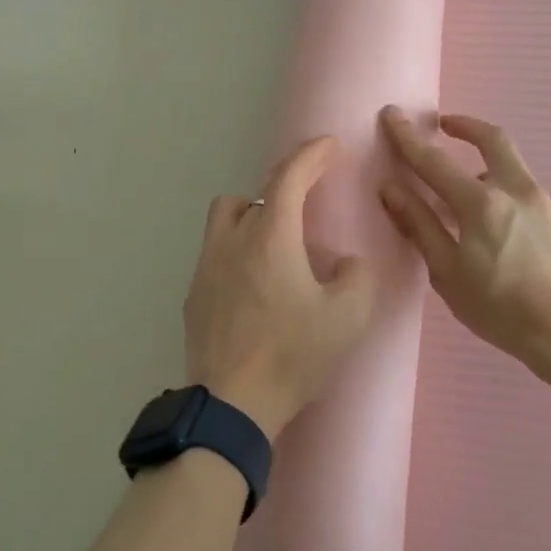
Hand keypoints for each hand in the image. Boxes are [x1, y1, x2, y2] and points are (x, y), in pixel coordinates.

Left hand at [184, 136, 375, 439]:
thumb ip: (357, 277)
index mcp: (270, 238)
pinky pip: (215, 255)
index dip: (310, 155)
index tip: (328, 145)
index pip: (289, 177)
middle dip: (280, 191)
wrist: (231, 406)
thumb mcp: (348, 318)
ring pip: (225, 220)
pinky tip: (253, 287)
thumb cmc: (292, 355)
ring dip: (251, 219)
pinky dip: (236, 253)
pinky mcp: (193, 296)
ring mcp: (206, 268)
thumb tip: (344, 262)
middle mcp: (232, 241)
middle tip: (305, 208)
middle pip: (251, 195)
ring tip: (274, 245)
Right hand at [378, 106, 550, 371]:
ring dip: (487, 171)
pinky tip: (506, 233)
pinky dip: (509, 200)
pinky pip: (530, 198)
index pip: (434, 161)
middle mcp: (516, 190)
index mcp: (480, 203)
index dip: (408, 137)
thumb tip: (390, 189)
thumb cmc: (501, 309)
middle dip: (466, 125)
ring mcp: (547, 202)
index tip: (392, 114)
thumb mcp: (448, 273)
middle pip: (492, 139)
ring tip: (470, 202)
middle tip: (446, 124)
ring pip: (513, 170)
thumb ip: (420, 226)